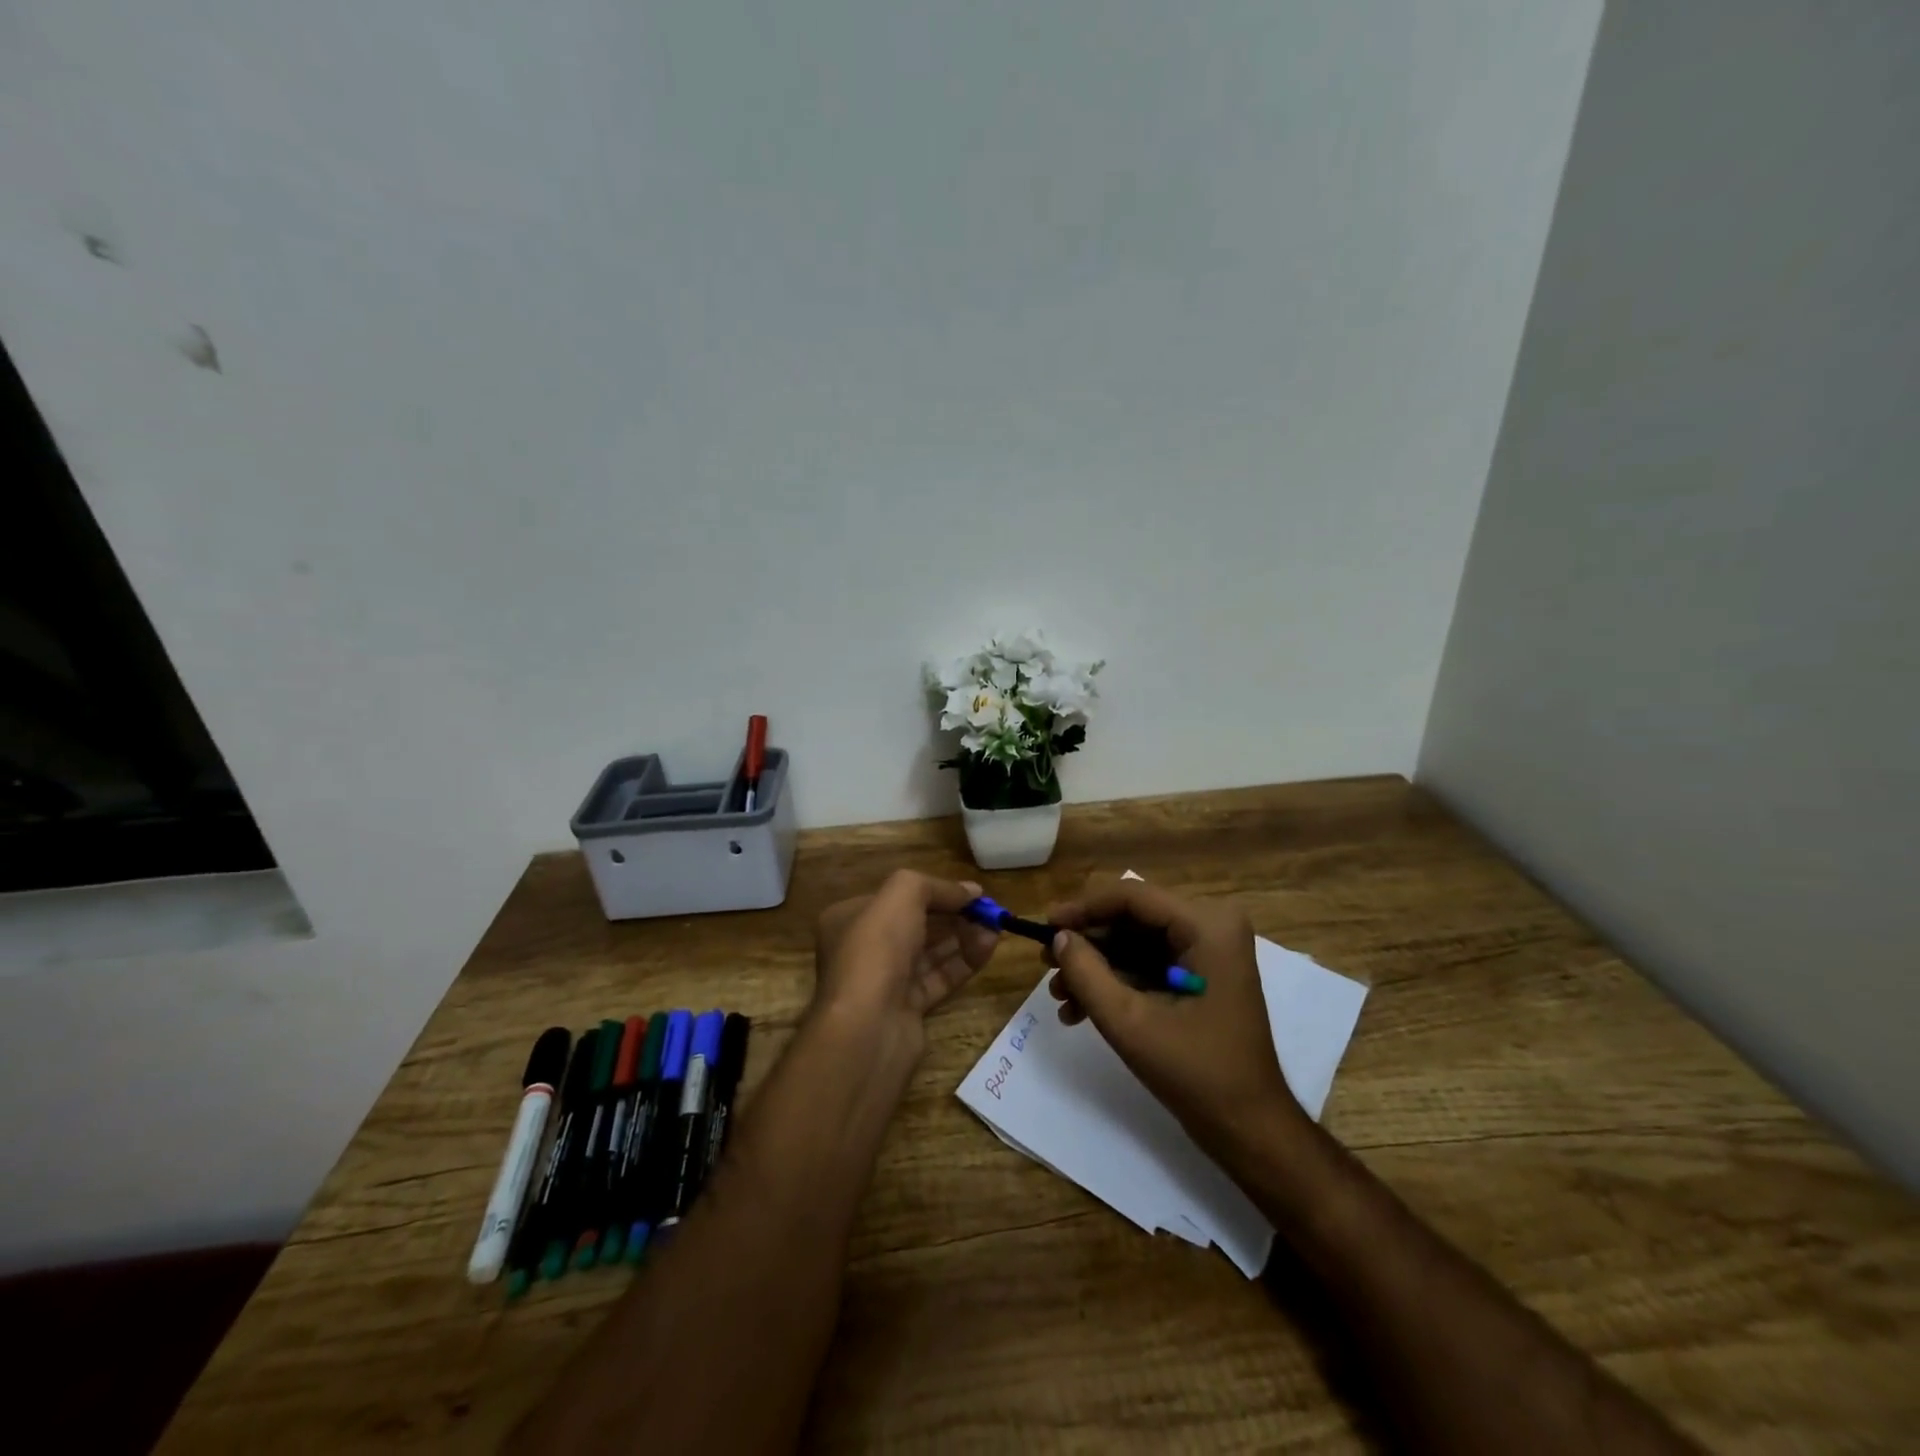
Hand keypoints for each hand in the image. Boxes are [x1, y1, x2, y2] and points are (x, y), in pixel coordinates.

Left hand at [813, 870, 1000, 1046]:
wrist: (867, 1026)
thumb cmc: (877, 948)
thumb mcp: (902, 894)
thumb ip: (936, 886)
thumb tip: (971, 890)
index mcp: (849, 918)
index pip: (896, 897)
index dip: (934, 891)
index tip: (970, 892)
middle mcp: (864, 948)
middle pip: (916, 924)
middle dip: (954, 914)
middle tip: (988, 910)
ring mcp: (885, 981)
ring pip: (930, 952)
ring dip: (964, 936)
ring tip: (996, 926)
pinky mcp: (907, 1008)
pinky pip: (939, 977)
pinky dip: (964, 962)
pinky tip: (989, 947)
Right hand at [1046, 875, 1302, 1154]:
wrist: (1248, 1128)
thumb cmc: (1196, 1073)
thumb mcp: (1130, 1023)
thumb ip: (1087, 974)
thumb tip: (1058, 938)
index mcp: (1207, 925)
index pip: (1133, 896)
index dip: (1084, 908)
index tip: (1045, 927)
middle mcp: (1212, 925)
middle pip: (1133, 918)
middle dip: (1088, 945)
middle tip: (1047, 968)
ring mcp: (1209, 949)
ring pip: (1136, 941)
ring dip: (1097, 967)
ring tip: (1060, 998)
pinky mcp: (1202, 972)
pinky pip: (1149, 962)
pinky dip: (1116, 981)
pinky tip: (1081, 1010)